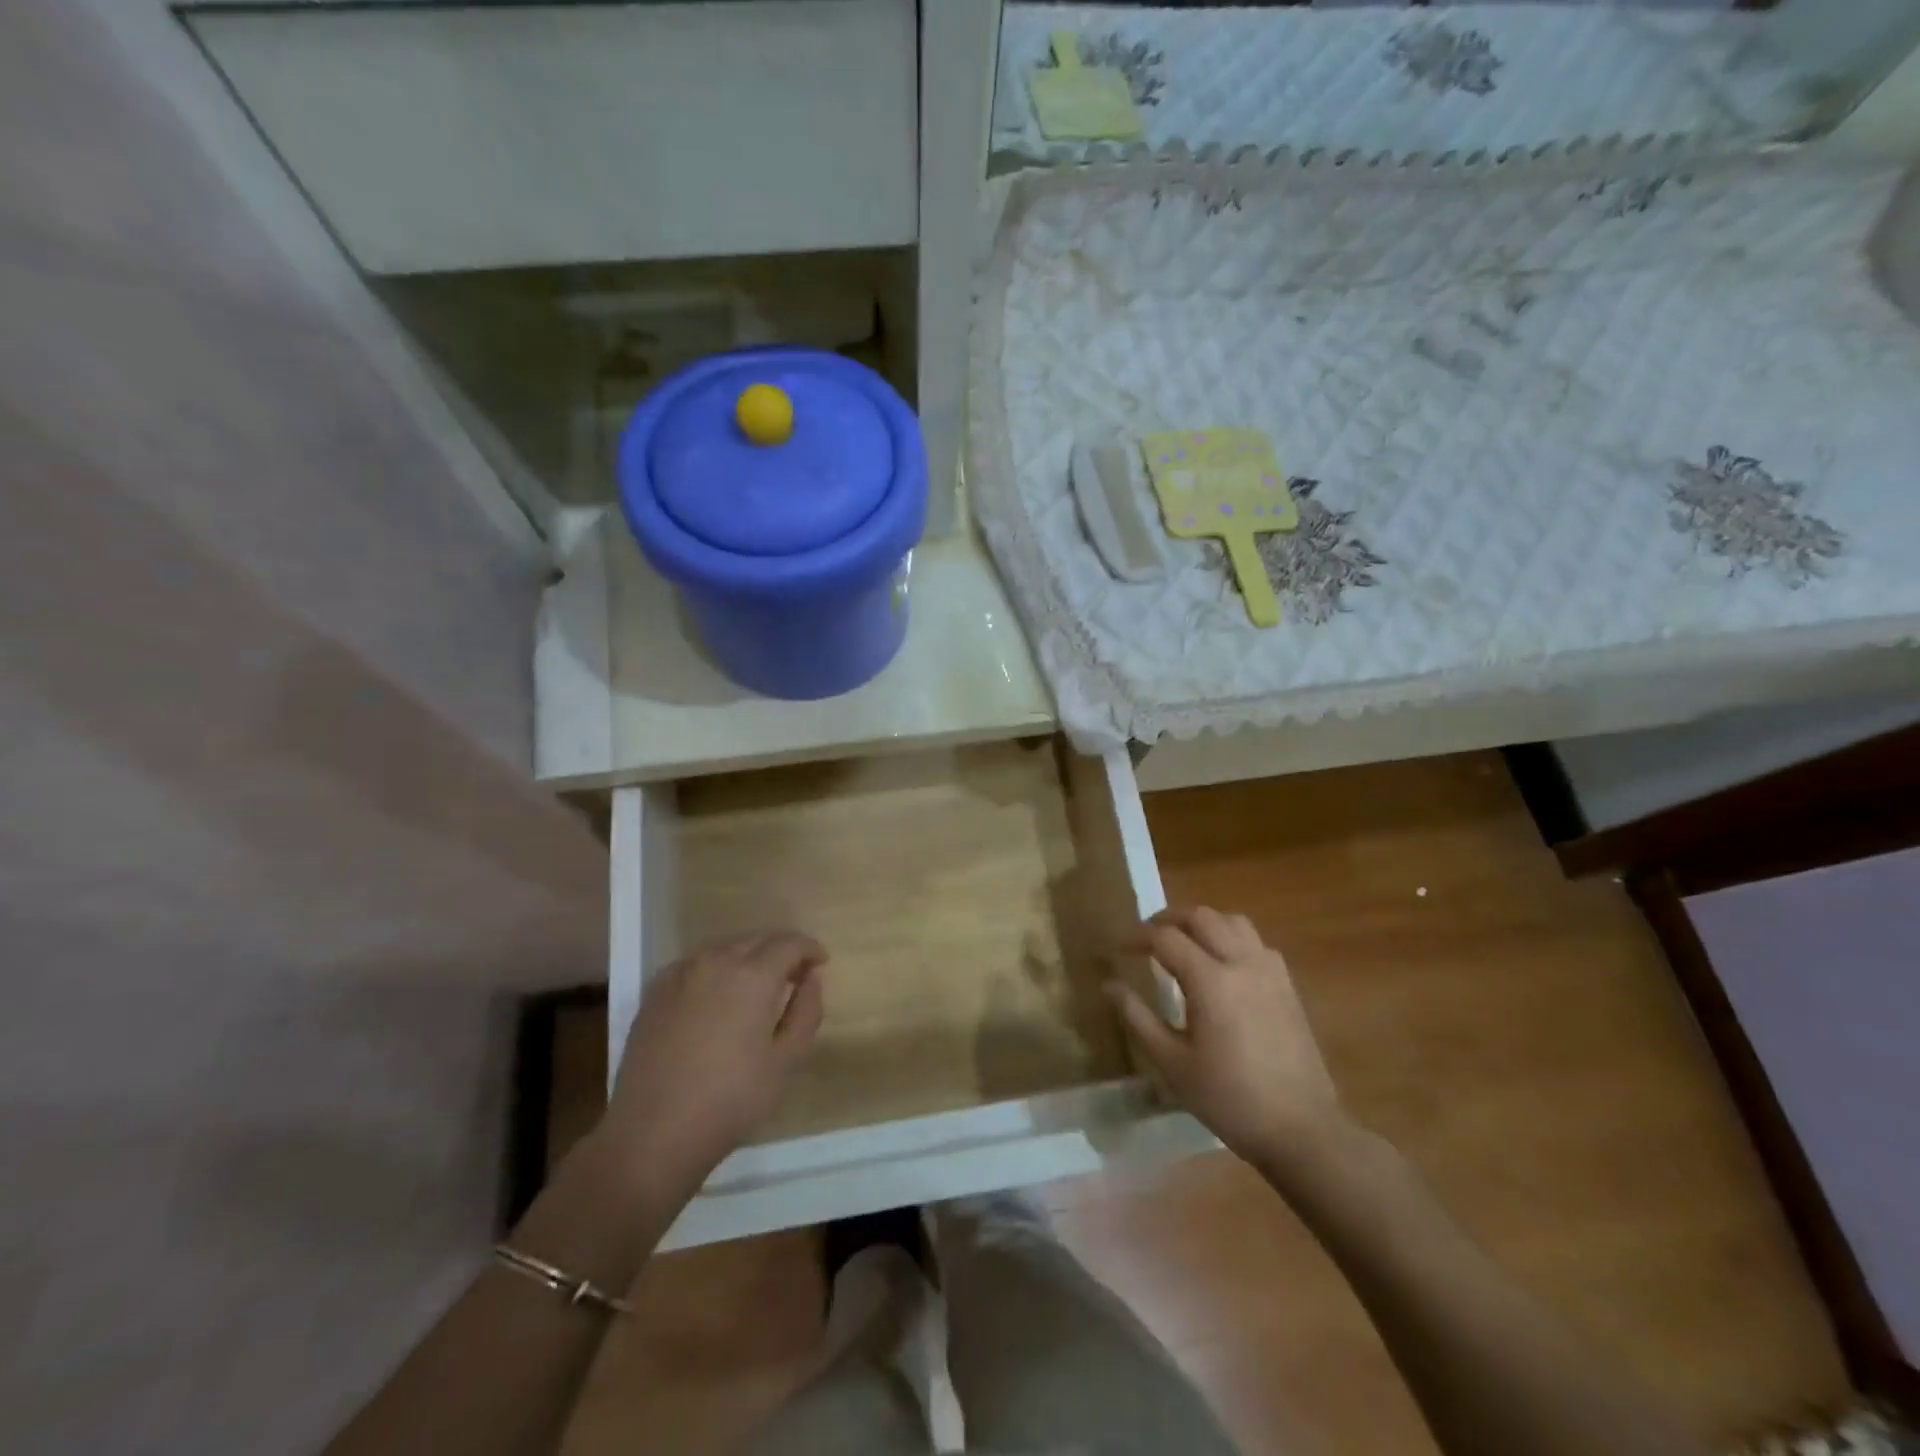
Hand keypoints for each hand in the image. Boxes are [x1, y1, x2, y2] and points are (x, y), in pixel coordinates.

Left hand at [599, 931, 827, 1196]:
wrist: (652, 1133)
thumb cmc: (730, 1100)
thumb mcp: (786, 1060)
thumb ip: (806, 1010)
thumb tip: (812, 977)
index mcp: (753, 975)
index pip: (789, 943)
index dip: (810, 949)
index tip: (821, 963)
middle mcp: (716, 961)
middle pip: (757, 940)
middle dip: (781, 951)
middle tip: (795, 976)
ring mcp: (680, 974)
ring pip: (725, 949)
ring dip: (748, 957)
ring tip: (758, 986)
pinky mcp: (655, 992)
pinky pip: (696, 964)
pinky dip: (716, 969)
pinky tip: (717, 997)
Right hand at [1109, 907, 1351, 1174]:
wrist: (1300, 1129)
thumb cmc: (1228, 1098)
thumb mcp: (1172, 1062)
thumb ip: (1138, 1017)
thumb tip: (1109, 984)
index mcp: (1210, 980)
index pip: (1166, 938)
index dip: (1138, 937)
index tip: (1120, 949)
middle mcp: (1241, 963)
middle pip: (1200, 917)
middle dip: (1168, 920)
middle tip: (1146, 939)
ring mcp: (1269, 970)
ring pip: (1231, 920)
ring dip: (1202, 923)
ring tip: (1183, 943)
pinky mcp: (1286, 984)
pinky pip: (1254, 941)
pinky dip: (1230, 937)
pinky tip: (1221, 963)